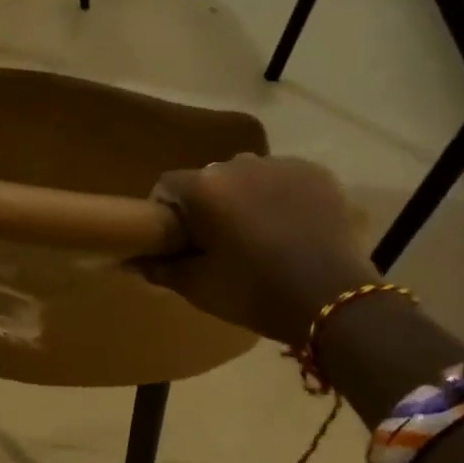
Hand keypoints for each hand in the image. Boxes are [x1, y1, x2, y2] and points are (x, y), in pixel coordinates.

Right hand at [141, 155, 377, 343]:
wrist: (334, 299)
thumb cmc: (255, 293)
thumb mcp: (200, 288)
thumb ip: (160, 269)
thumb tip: (129, 261)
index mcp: (204, 186)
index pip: (167, 186)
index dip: (167, 213)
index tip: (178, 241)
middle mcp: (238, 163)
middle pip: (209, 180)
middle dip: (209, 205)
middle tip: (221, 244)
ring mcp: (281, 164)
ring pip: (248, 177)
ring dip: (246, 198)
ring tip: (261, 235)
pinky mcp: (315, 173)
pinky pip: (285, 179)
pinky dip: (281, 197)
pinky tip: (292, 228)